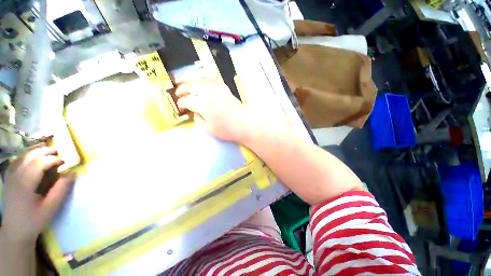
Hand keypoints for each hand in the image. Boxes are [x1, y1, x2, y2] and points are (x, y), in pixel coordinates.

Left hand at [1, 145, 74, 244]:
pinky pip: (15, 161)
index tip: (65, 163)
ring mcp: (10, 177)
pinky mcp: (8, 179)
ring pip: (21, 157)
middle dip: (44, 151)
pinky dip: (24, 155)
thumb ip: (61, 190)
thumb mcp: (51, 208)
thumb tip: (72, 173)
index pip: (39, 164)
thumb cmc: (34, 220)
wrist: (15, 231)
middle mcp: (15, 177)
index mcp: (25, 184)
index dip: (53, 160)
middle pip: (29, 157)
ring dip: (34, 150)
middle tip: (58, 151)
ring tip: (46, 147)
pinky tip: (30, 154)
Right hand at [175, 78, 250, 141]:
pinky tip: (201, 83)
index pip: (188, 100)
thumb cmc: (227, 129)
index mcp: (204, 105)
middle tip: (178, 92)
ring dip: (191, 81)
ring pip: (201, 80)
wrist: (244, 123)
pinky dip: (203, 80)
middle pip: (192, 85)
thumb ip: (198, 119)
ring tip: (187, 85)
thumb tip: (194, 112)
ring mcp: (218, 89)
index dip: (182, 103)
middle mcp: (209, 94)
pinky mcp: (225, 88)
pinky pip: (211, 80)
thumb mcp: (209, 129)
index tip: (180, 106)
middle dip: (182, 88)